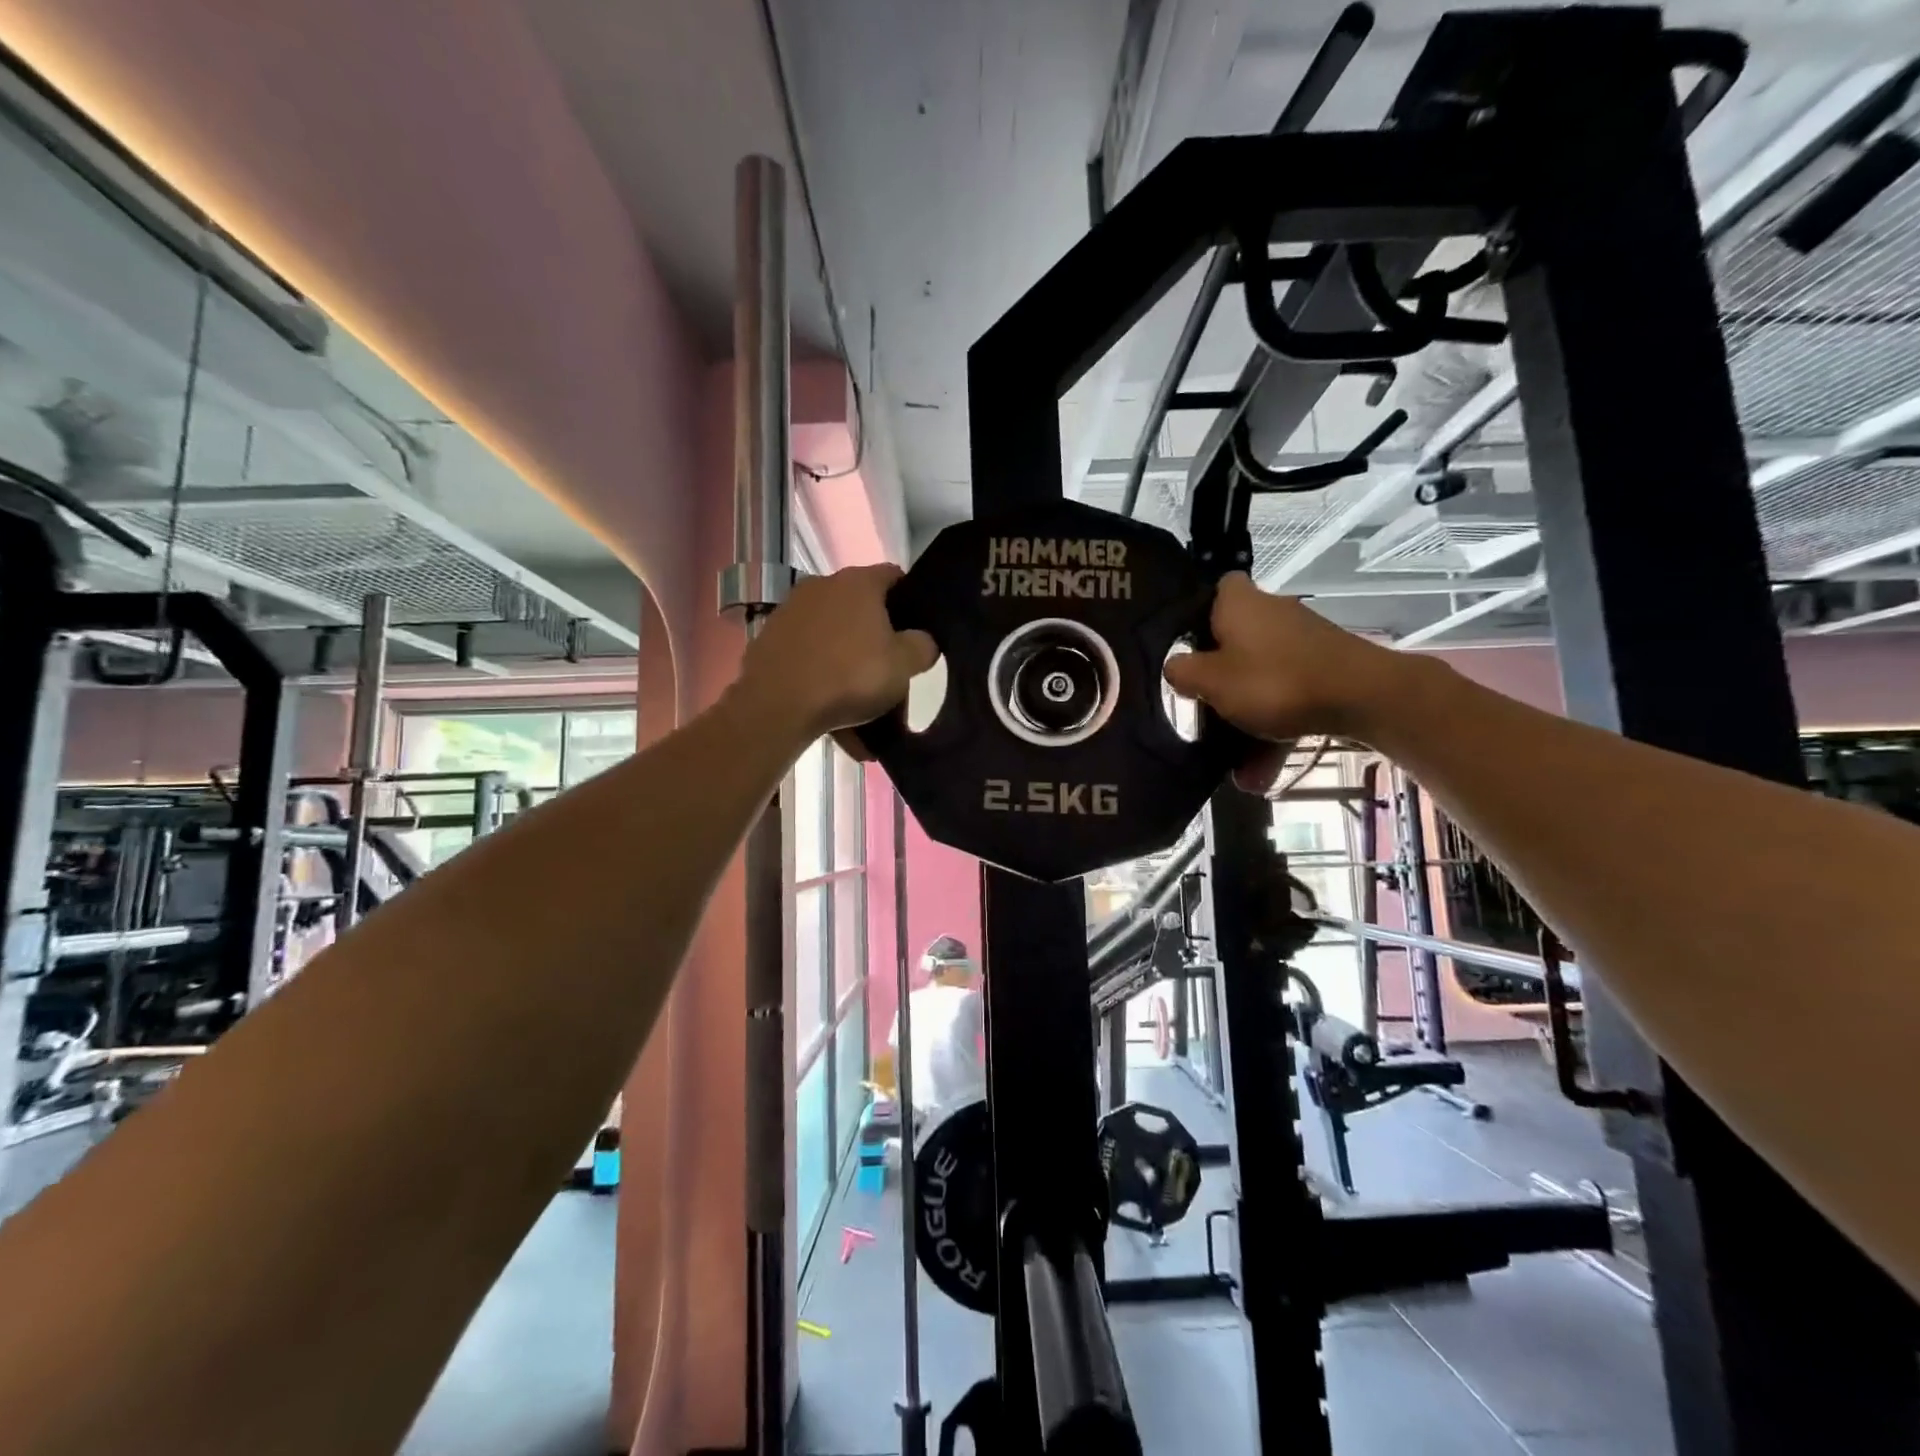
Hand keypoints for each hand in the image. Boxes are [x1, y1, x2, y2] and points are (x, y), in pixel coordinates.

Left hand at [736, 565, 936, 740]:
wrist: (777, 705)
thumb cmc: (850, 676)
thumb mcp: (904, 665)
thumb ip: (922, 646)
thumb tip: (922, 640)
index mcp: (859, 583)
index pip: (894, 576)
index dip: (911, 599)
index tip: (917, 630)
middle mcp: (822, 586)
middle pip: (861, 609)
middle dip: (877, 639)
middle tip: (890, 672)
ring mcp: (791, 611)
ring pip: (834, 637)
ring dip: (849, 664)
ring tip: (861, 706)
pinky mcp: (769, 639)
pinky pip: (809, 657)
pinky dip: (822, 678)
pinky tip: (832, 713)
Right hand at [1162, 573, 1405, 784]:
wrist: (1365, 698)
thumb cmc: (1275, 682)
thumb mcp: (1212, 682)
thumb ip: (1183, 672)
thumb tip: (1175, 666)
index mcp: (1239, 604)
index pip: (1214, 590)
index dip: (1196, 614)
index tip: (1185, 645)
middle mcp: (1271, 613)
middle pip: (1234, 642)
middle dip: (1219, 681)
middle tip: (1202, 708)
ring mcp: (1301, 642)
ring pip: (1261, 679)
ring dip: (1246, 722)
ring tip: (1236, 769)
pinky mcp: (1325, 668)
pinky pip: (1287, 698)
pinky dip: (1274, 729)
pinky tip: (1264, 774)